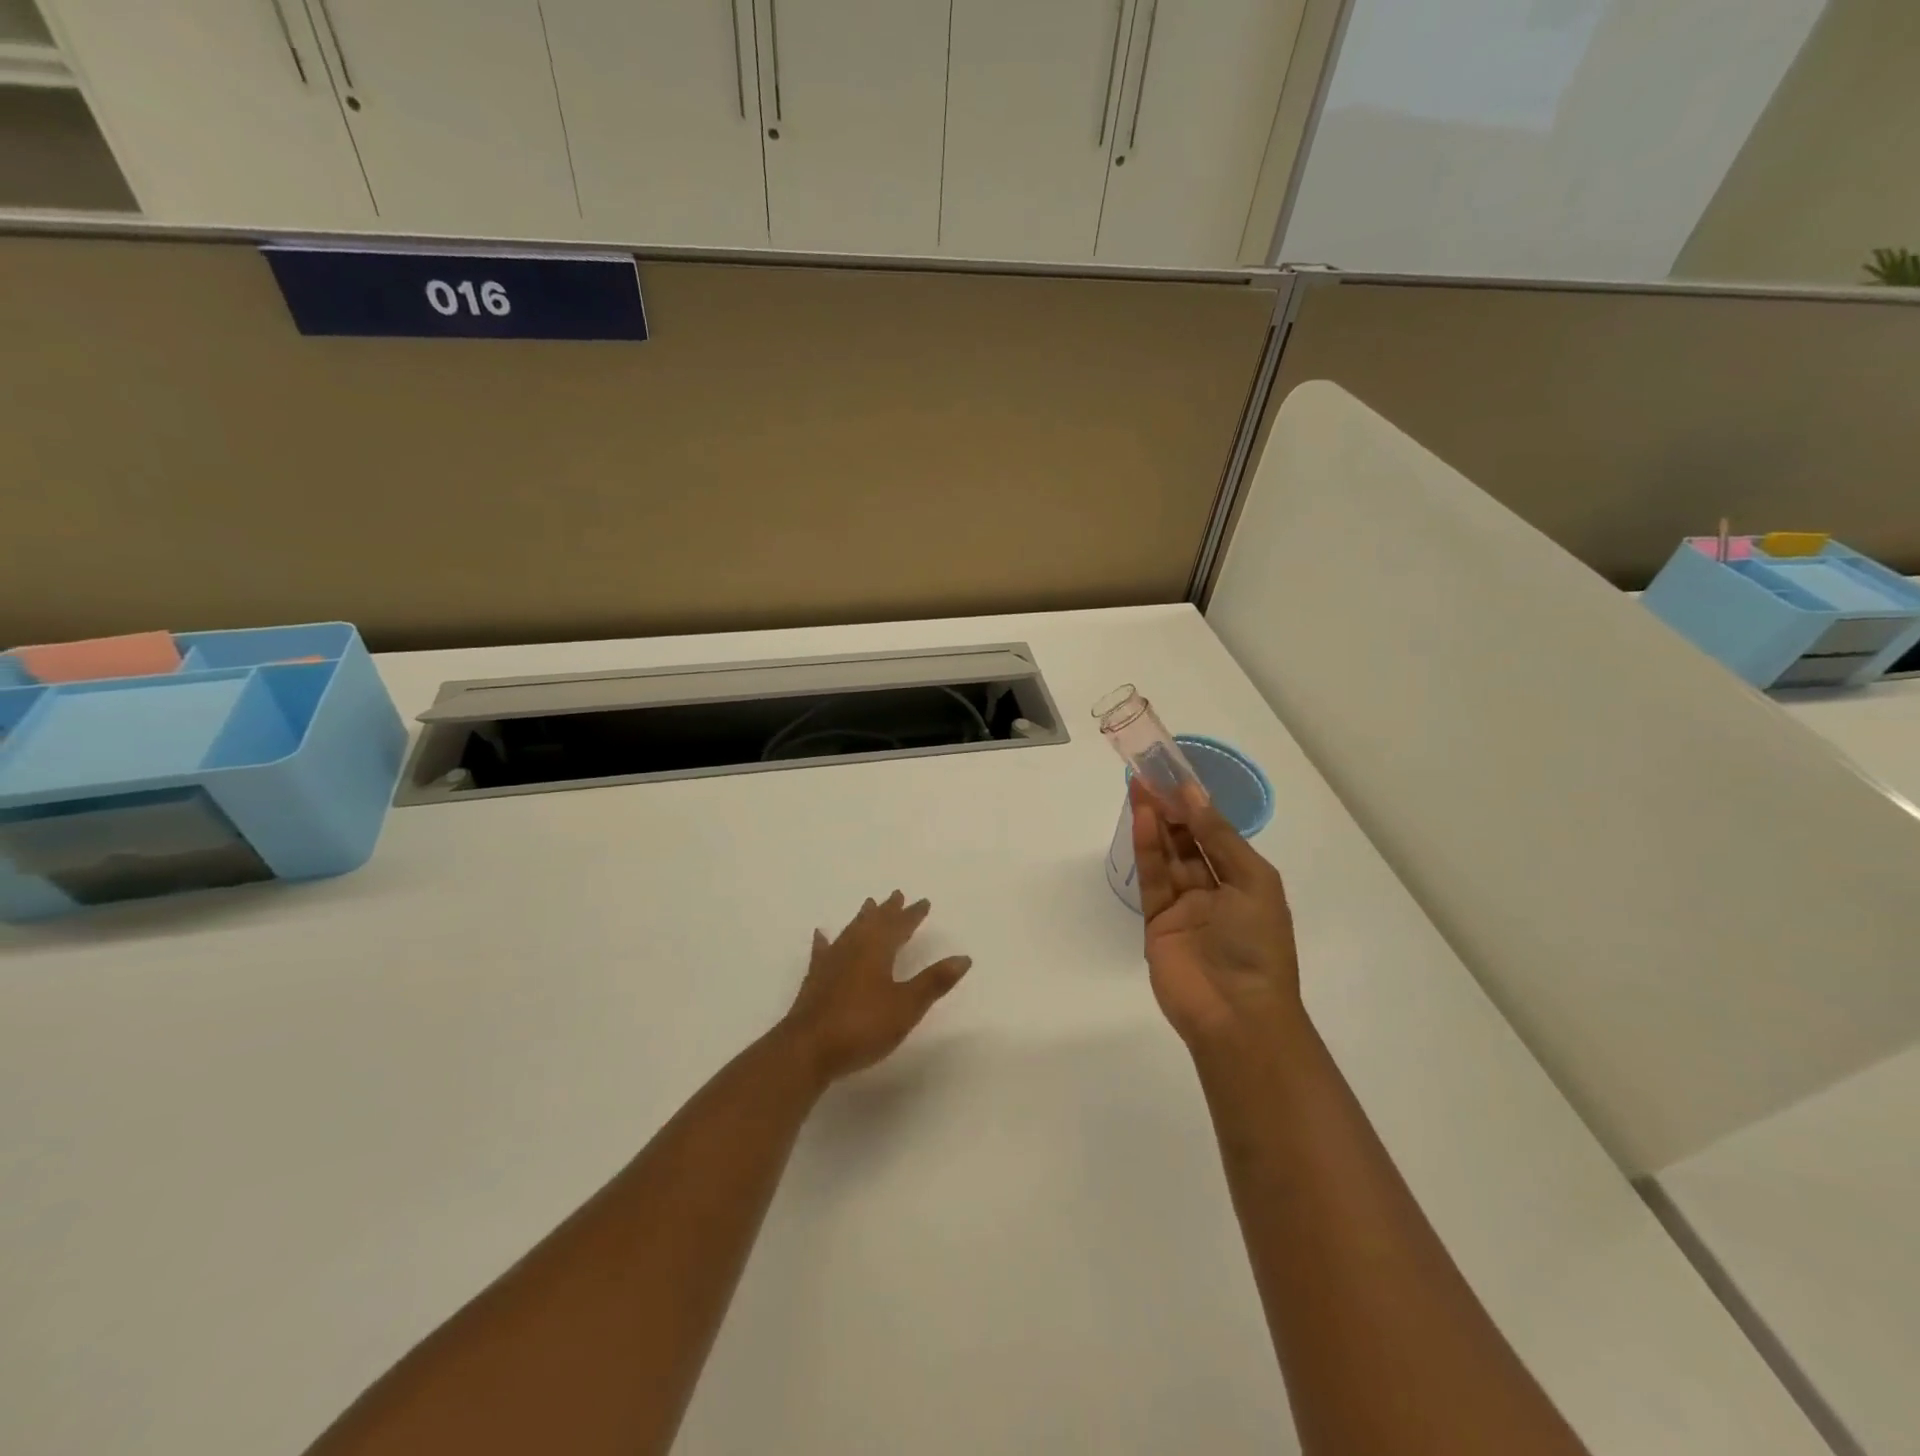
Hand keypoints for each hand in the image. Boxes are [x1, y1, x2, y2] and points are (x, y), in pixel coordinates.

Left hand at [781, 891, 971, 1084]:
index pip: (899, 925)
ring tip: (868, 905)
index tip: (923, 902)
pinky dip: (825, 941)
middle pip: (873, 922)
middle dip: (888, 910)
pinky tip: (821, 935)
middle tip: (896, 895)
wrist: (807, 1049)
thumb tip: (963, 957)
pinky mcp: (815, 980)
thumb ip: (933, 981)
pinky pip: (823, 951)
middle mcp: (853, 948)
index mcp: (877, 949)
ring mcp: (831, 963)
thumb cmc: (862, 1025)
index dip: (912, 914)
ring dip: (862, 918)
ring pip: (850, 932)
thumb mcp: (906, 1006)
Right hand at [1130, 778, 1301, 1048]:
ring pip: (1168, 856)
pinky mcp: (1156, 922)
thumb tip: (1194, 795)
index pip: (1217, 836)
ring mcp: (1184, 907)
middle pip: (1189, 842)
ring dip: (1156, 822)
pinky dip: (1147, 848)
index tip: (1178, 777)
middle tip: (1152, 777)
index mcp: (1246, 882)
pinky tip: (1142, 819)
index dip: (1199, 807)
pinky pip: (1152, 878)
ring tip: (1140, 788)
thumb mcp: (1252, 881)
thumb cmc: (1257, 944)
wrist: (1236, 1013)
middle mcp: (1215, 891)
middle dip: (1172, 810)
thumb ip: (1219, 837)